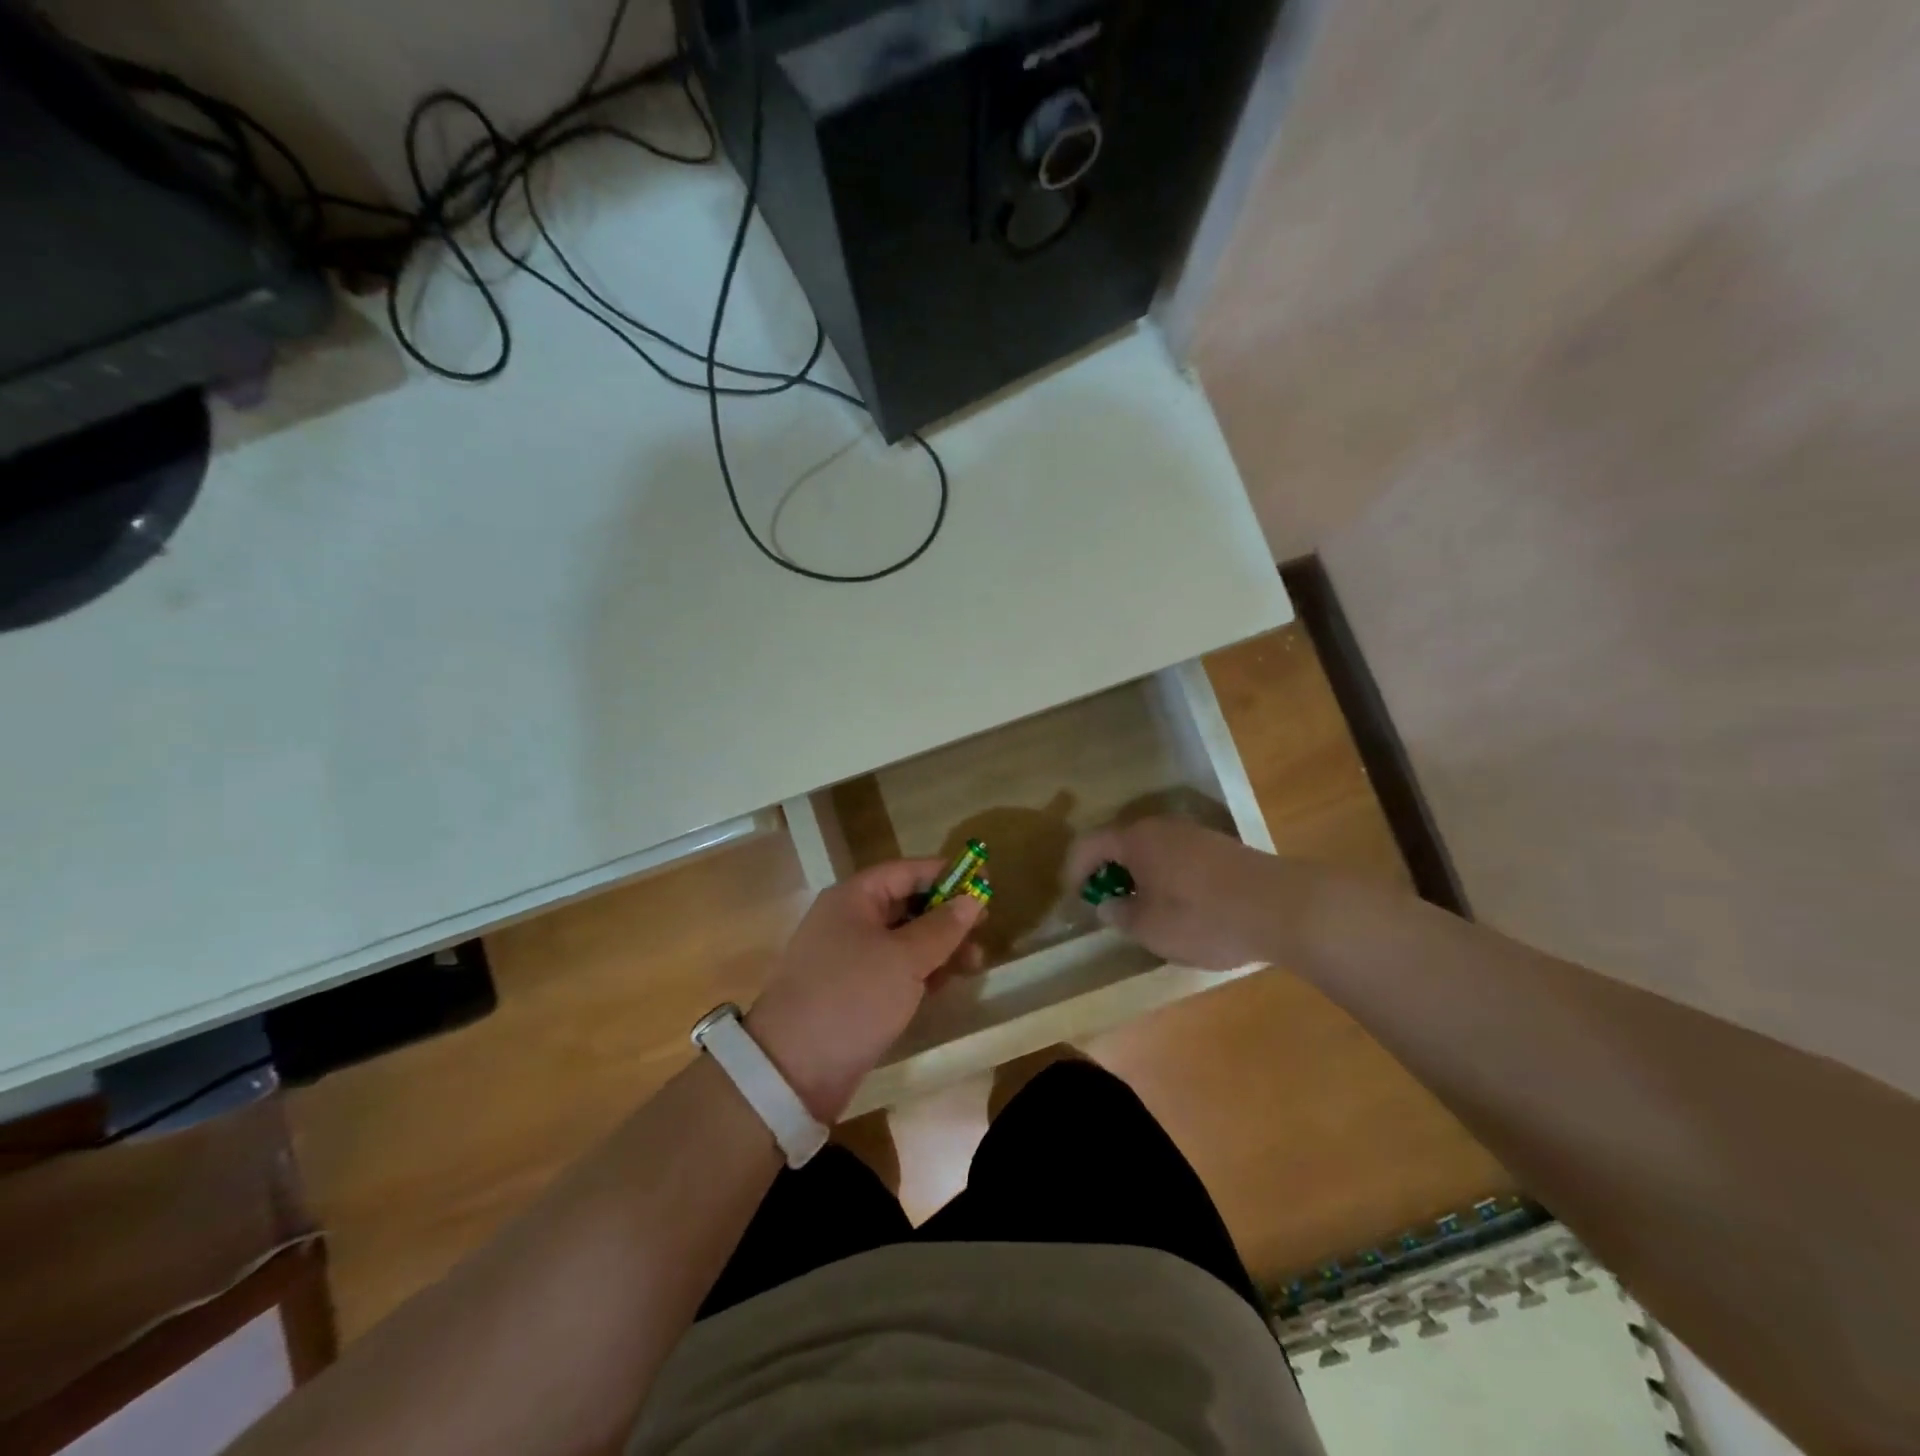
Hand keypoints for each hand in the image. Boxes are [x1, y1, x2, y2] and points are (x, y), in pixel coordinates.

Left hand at [747, 861, 984, 1122]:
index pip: (905, 871)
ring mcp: (849, 958)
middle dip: (946, 916)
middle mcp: (849, 920)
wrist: (793, 1069)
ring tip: (975, 964)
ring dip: (939, 948)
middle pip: (906, 905)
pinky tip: (945, 984)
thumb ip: (941, 927)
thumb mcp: (904, 959)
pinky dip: (921, 972)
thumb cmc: (852, 997)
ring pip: (904, 940)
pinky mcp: (853, 991)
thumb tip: (971, 899)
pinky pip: (894, 969)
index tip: (982, 883)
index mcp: (853, 898)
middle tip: (984, 930)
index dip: (944, 874)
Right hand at [1064, 817, 1285, 970]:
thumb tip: (1106, 904)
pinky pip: (1176, 858)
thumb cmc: (1204, 918)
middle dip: (1107, 874)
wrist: (1282, 908)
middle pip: (1120, 844)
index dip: (1074, 872)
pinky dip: (1165, 878)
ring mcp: (1194, 834)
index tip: (1075, 900)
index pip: (1088, 845)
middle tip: (1107, 907)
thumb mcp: (1151, 927)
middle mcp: (1161, 827)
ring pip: (1150, 851)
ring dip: (1138, 877)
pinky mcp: (1219, 847)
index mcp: (1136, 839)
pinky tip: (1179, 907)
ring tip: (1142, 911)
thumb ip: (1120, 914)